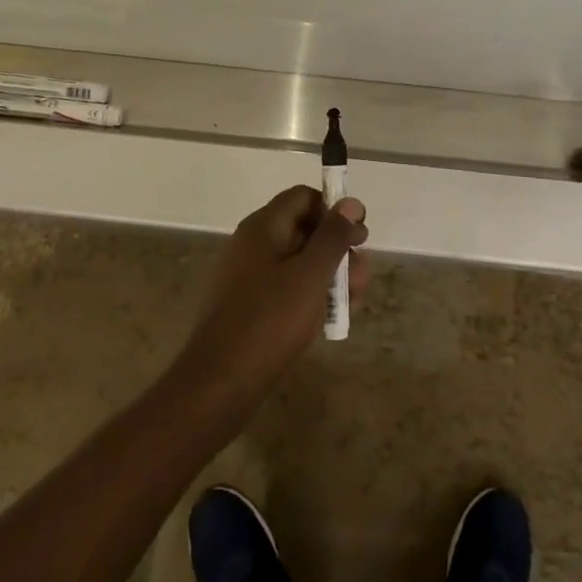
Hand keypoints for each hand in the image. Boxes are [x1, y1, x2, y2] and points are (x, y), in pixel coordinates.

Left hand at [176, 186, 367, 400]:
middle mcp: (252, 244)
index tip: (358, 236)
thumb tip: (350, 202)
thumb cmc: (269, 322)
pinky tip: (328, 318)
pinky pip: (285, 286)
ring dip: (328, 274)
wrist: (219, 384)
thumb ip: (333, 237)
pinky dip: (309, 294)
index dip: (333, 211)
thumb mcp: (311, 275)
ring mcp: (247, 275)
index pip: (303, 197)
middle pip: (303, 229)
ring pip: (297, 261)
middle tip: (362, 277)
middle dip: (337, 249)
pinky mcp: (247, 305)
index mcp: (263, 227)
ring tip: (352, 302)